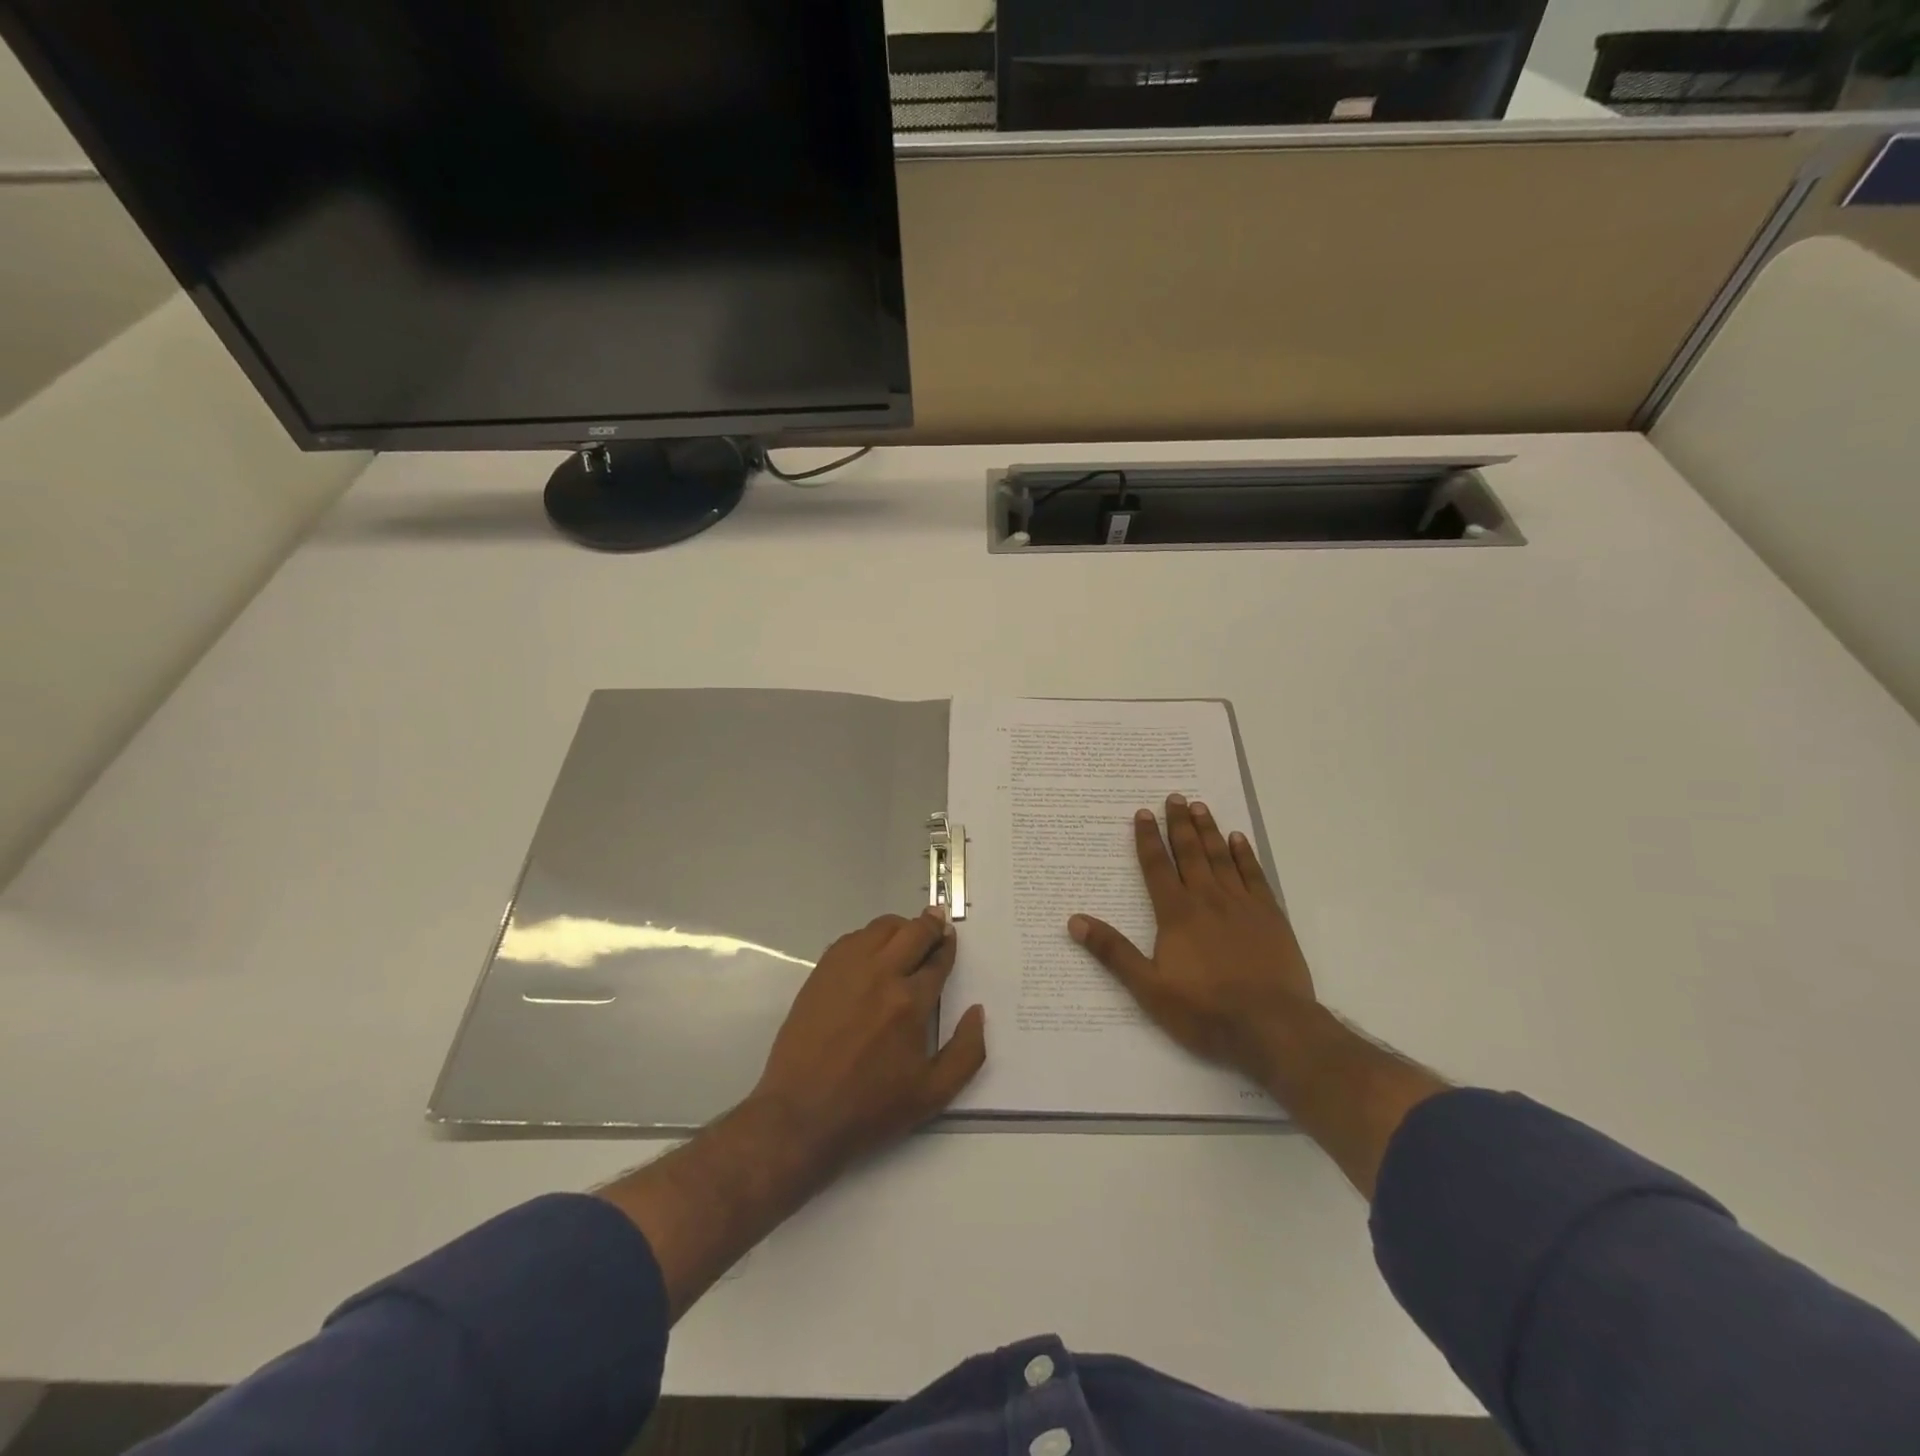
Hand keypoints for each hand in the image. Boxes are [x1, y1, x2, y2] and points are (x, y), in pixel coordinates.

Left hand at [751, 909, 986, 1175]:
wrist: (801, 1114)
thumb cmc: (870, 1108)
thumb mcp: (933, 1094)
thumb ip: (966, 1052)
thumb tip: (976, 1011)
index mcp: (910, 1002)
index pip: (937, 960)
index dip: (947, 947)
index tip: (950, 940)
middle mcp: (881, 974)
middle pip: (913, 931)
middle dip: (931, 926)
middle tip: (937, 924)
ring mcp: (847, 969)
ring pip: (882, 927)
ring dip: (901, 927)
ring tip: (907, 937)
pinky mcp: (822, 972)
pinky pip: (852, 938)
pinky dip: (870, 937)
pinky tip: (873, 951)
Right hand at [1069, 794, 1318, 1089]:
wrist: (1272, 1028)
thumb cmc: (1205, 1011)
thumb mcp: (1149, 989)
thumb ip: (1113, 952)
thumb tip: (1074, 921)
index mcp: (1176, 914)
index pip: (1157, 867)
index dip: (1148, 839)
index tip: (1143, 812)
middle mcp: (1208, 900)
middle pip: (1190, 853)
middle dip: (1179, 824)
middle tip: (1175, 796)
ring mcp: (1243, 905)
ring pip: (1221, 858)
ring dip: (1209, 831)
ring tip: (1200, 806)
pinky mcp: (1271, 916)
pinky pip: (1254, 876)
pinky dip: (1244, 855)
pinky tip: (1238, 840)